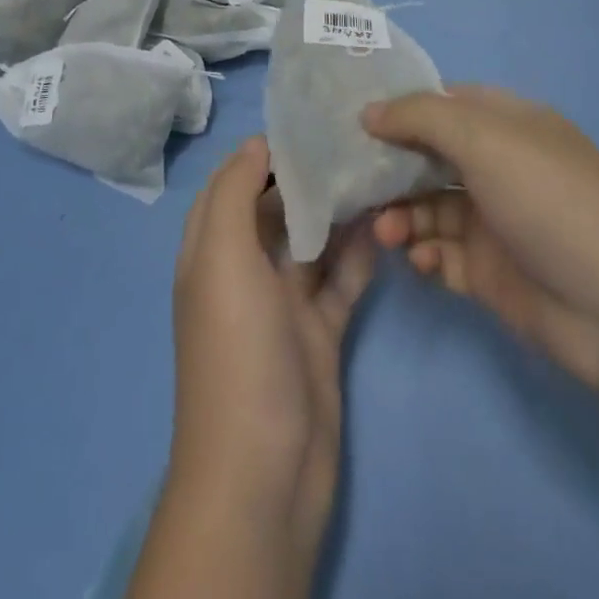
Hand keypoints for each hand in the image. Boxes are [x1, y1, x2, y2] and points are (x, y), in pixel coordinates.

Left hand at [155, 136, 377, 593]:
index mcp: (211, 252)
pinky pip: (341, 281)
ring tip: (377, 171)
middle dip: (307, 177)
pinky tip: (387, 224)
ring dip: (339, 212)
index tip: (305, 123)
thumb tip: (257, 144)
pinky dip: (360, 254)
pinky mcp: (320, 333)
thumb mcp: (222, 260)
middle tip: (352, 140)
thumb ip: (235, 196)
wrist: (264, 474)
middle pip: (276, 209)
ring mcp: (284, 305)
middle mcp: (244, 272)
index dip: (261, 153)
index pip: (232, 185)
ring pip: (313, 242)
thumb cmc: (236, 352)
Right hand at [365, 85, 598, 411]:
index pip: (440, 104)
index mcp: (506, 124)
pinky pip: (442, 255)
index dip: (398, 109)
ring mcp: (495, 222)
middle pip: (427, 157)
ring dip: (401, 215)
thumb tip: (368, 112)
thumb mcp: (484, 139)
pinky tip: (419, 260)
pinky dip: (424, 254)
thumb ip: (419, 117)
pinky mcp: (492, 275)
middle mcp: (498, 167)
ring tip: (385, 232)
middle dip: (390, 168)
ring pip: (428, 208)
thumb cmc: (552, 201)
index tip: (352, 121)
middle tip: (355, 183)